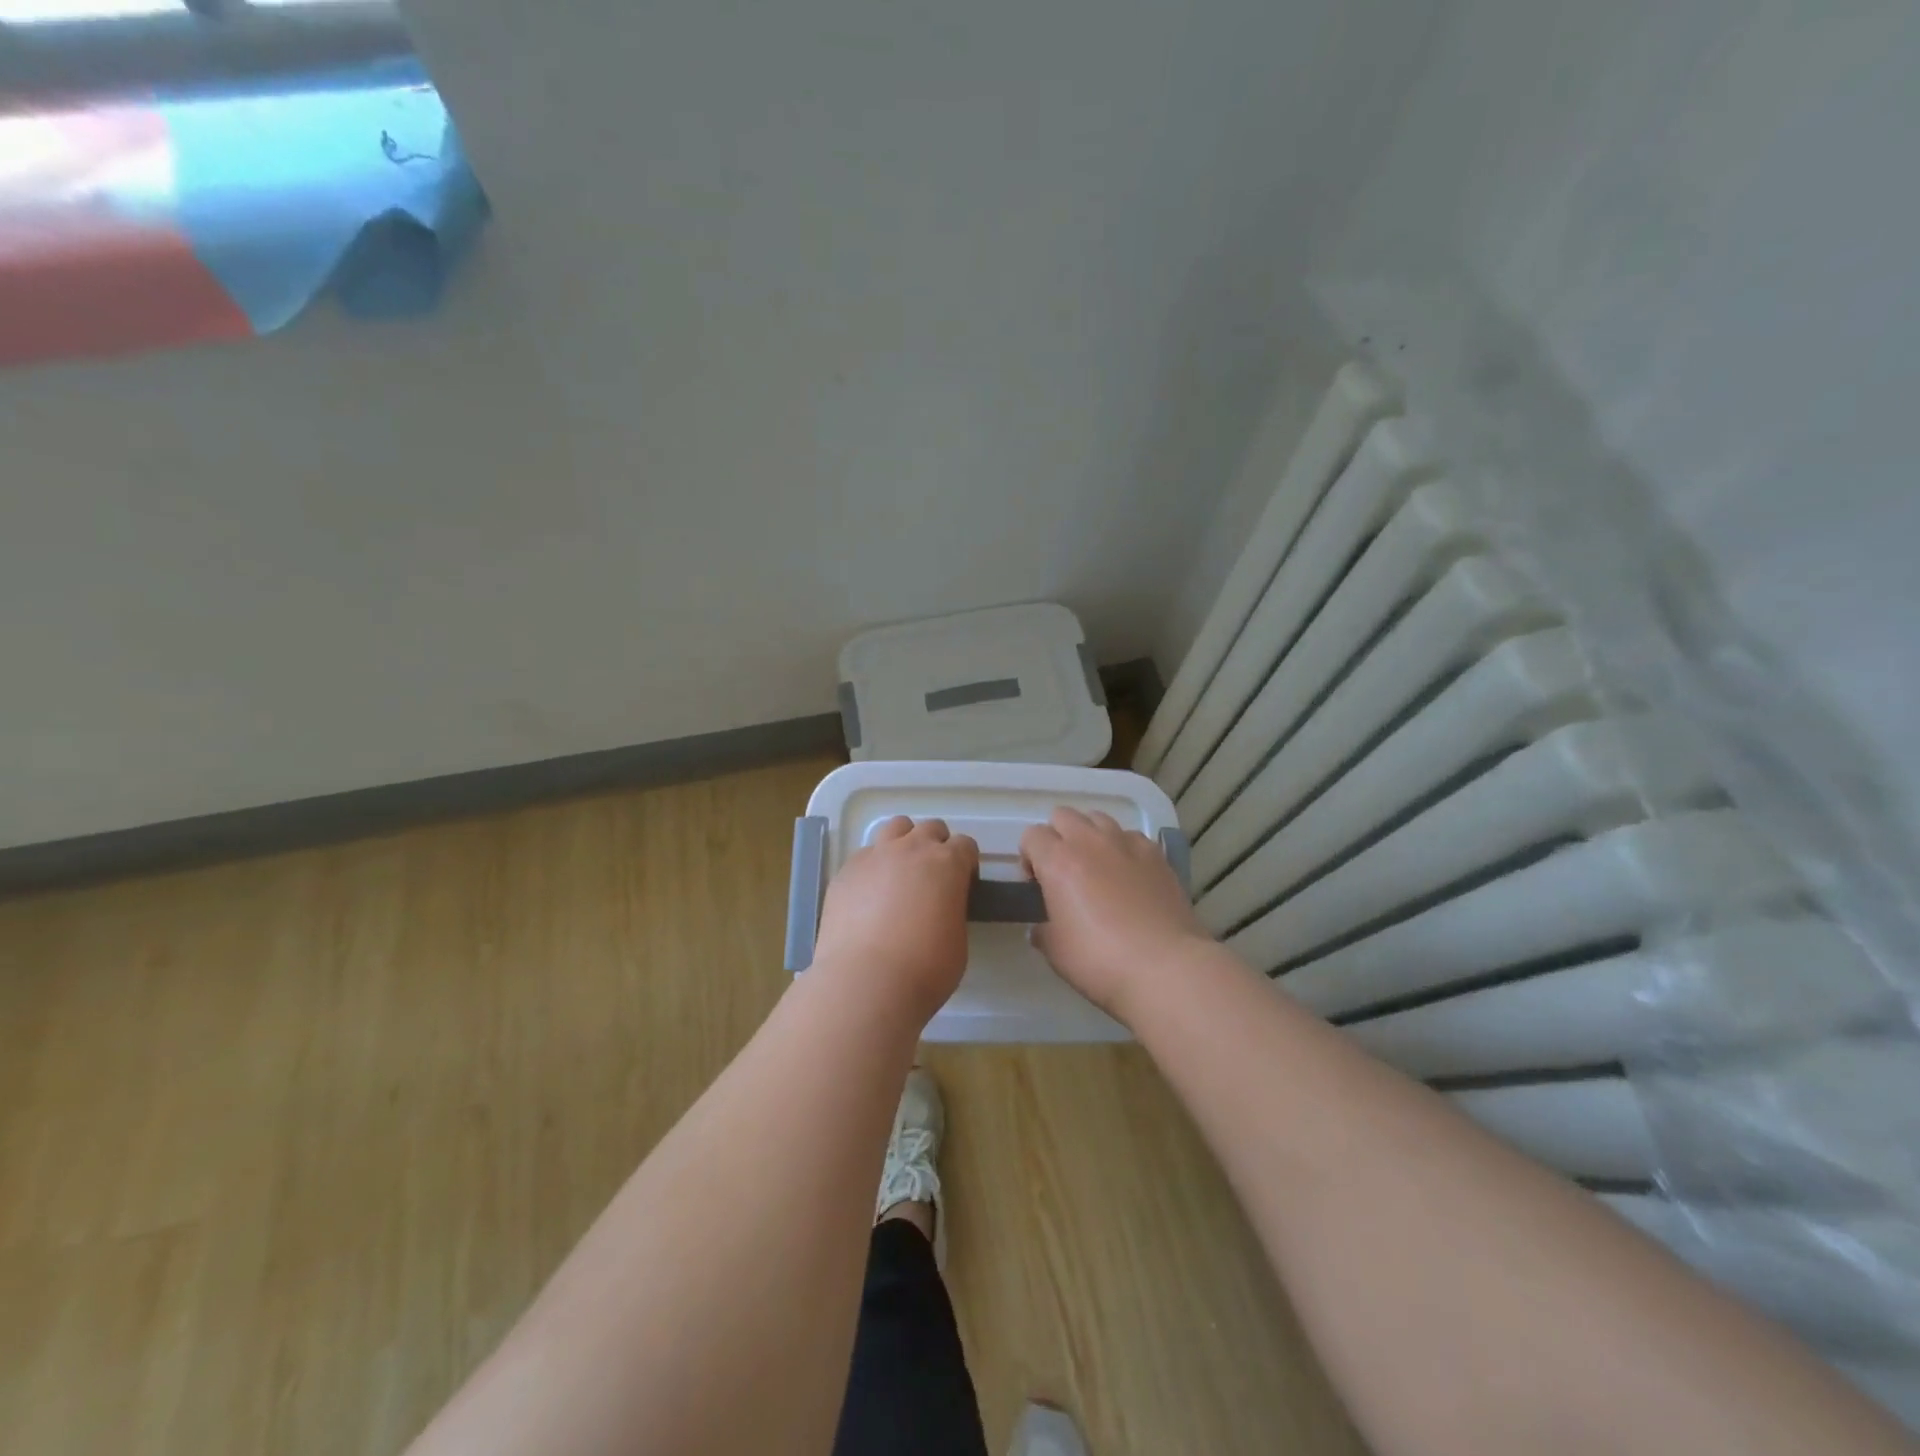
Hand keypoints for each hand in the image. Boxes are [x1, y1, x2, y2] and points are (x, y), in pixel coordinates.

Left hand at [811, 817, 978, 1025]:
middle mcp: (912, 849)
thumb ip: (952, 911)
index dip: (966, 863)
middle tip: (932, 878)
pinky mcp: (846, 871)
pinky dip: (873, 867)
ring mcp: (875, 856)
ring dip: (903, 843)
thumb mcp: (958, 940)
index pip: (965, 845)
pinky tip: (869, 896)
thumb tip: (940, 909)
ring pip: (895, 828)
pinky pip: (865, 856)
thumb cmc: (925, 968)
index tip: (962, 883)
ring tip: (900, 874)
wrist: (866, 981)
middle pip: (930, 829)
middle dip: (936, 846)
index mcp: (947, 863)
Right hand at [1020, 807, 1209, 1020]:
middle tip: (1063, 871)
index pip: (1032, 836)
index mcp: (1058, 861)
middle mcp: (1090, 842)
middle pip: (1064, 815)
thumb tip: (1042, 927)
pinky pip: (1131, 836)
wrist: (1165, 967)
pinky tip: (1129, 876)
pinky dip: (1123, 847)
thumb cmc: (1100, 960)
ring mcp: (1127, 844)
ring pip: (1098, 818)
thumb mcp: (1055, 951)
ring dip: (1090, 836)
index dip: (1029, 857)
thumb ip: (1043, 930)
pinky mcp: (1157, 855)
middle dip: (1057, 837)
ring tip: (1096, 868)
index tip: (1037, 884)